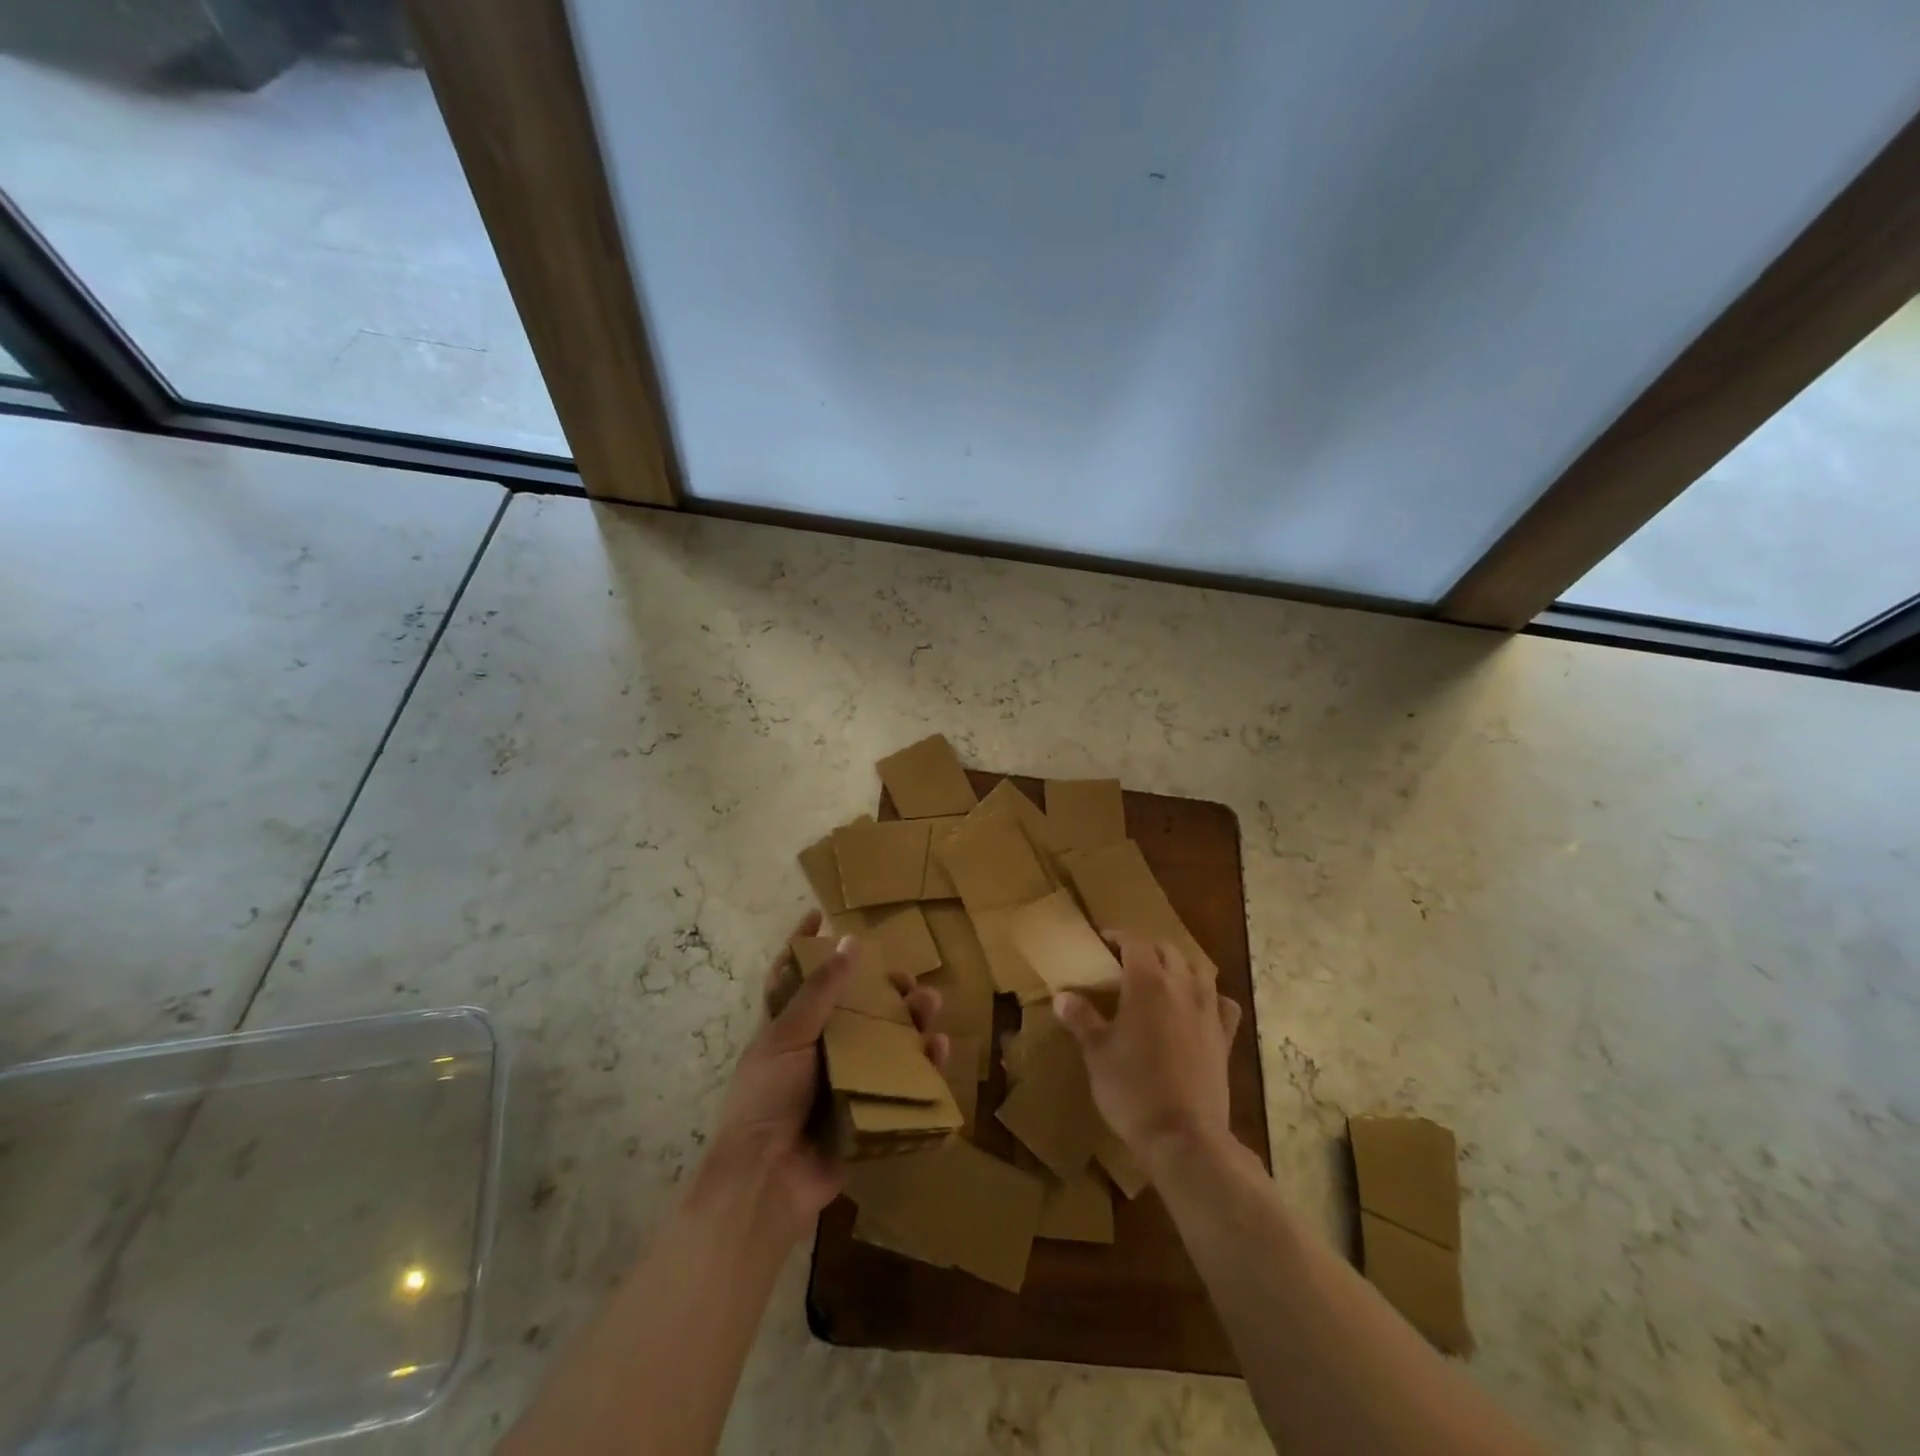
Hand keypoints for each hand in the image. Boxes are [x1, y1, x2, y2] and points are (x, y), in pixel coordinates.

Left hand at [706, 911, 946, 1240]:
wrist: (766, 1182)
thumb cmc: (766, 1100)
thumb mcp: (787, 1037)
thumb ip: (820, 992)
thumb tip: (849, 941)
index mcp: (789, 1030)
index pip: (794, 978)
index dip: (804, 947)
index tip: (819, 916)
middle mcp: (818, 1050)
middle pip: (855, 1009)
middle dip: (882, 988)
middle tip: (905, 977)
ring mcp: (844, 1082)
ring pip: (884, 1041)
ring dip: (909, 1020)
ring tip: (930, 1003)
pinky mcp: (867, 1112)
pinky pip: (901, 1083)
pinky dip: (922, 1066)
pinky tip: (939, 1048)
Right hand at [1053, 933, 1242, 1177]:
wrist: (1182, 1136)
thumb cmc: (1132, 1088)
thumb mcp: (1096, 1053)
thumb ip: (1080, 1018)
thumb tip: (1062, 996)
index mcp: (1147, 983)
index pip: (1135, 941)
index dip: (1118, 936)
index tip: (1102, 943)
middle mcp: (1181, 987)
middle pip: (1168, 950)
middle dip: (1147, 950)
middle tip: (1125, 964)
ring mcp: (1208, 1012)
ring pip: (1199, 970)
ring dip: (1179, 967)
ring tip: (1161, 981)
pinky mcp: (1225, 1039)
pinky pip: (1223, 1004)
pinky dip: (1211, 998)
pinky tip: (1199, 1009)